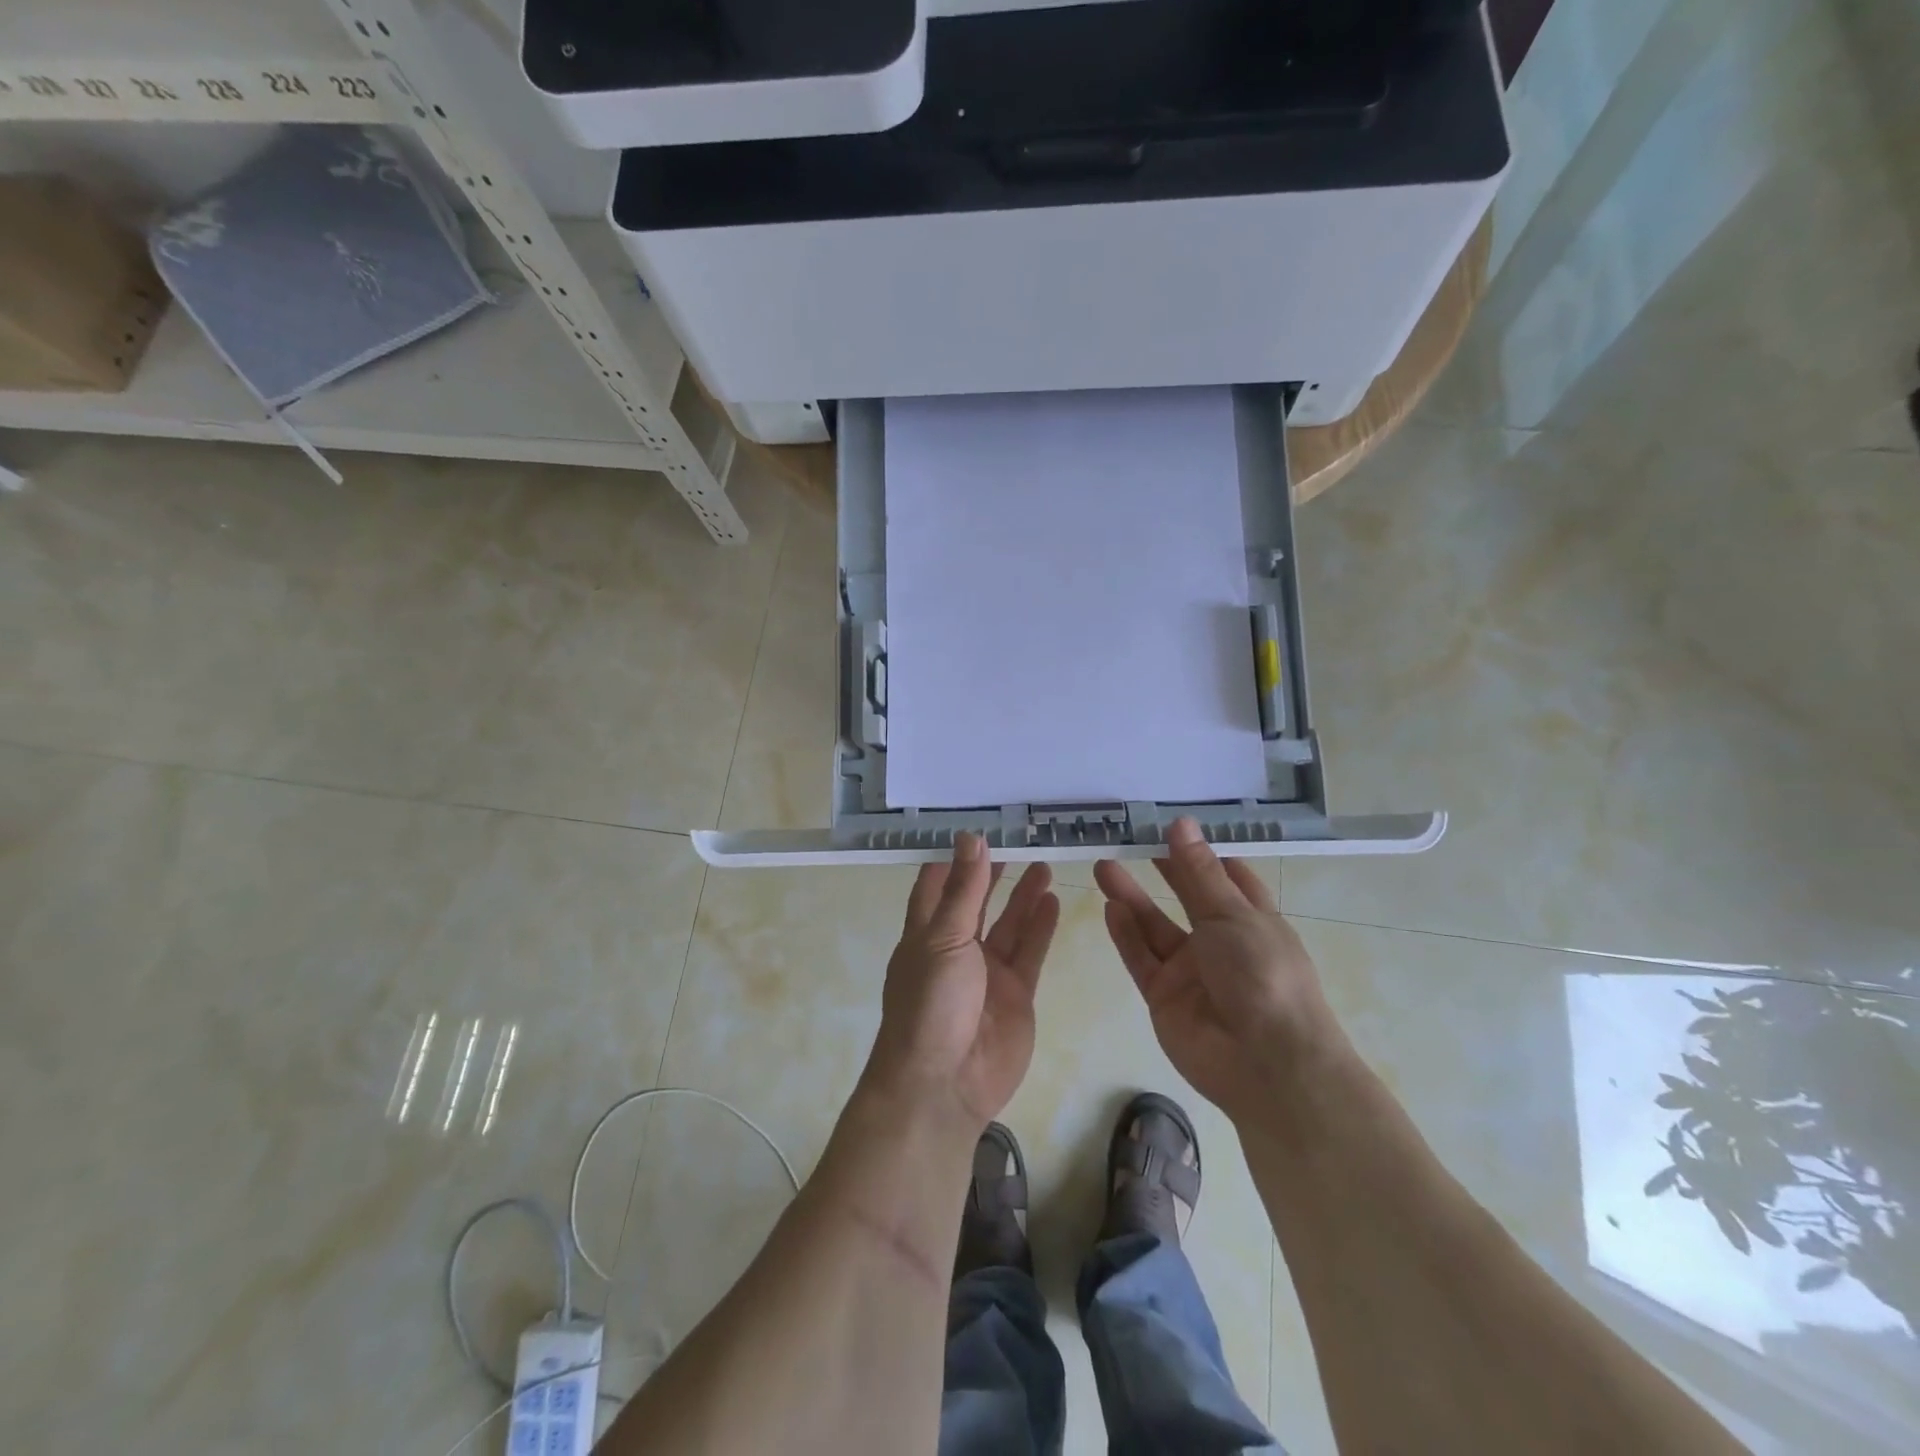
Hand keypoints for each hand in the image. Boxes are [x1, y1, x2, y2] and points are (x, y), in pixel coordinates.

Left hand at [864, 834, 1061, 1137]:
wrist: (946, 1083)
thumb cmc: (931, 1003)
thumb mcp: (943, 939)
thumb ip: (962, 890)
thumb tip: (971, 838)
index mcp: (925, 933)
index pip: (936, 884)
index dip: (952, 857)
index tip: (974, 825)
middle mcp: (954, 948)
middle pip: (975, 901)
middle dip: (992, 872)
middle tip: (1017, 838)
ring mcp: (987, 972)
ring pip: (1008, 923)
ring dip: (1023, 894)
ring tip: (1042, 861)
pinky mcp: (1016, 993)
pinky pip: (1030, 951)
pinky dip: (1040, 926)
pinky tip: (1053, 899)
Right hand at [1094, 818, 1348, 1127]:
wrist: (1266, 1064)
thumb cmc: (1263, 975)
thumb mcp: (1232, 915)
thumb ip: (1198, 872)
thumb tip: (1181, 822)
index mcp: (1251, 919)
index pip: (1225, 877)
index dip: (1200, 852)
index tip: (1170, 825)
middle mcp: (1220, 942)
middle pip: (1185, 897)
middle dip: (1160, 869)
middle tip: (1126, 839)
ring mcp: (1190, 971)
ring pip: (1155, 927)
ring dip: (1131, 898)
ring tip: (1102, 865)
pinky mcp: (1164, 996)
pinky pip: (1141, 959)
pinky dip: (1126, 934)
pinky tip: (1109, 907)